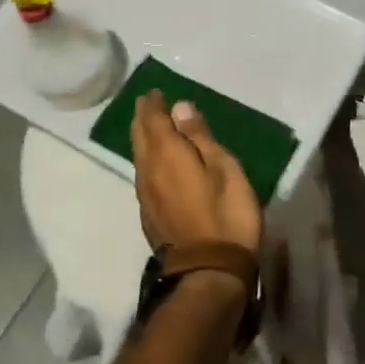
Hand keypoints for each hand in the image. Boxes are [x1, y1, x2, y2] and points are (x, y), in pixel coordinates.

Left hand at [130, 91, 262, 254]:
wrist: (209, 271)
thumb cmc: (226, 214)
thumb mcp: (223, 168)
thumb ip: (200, 137)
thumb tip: (179, 107)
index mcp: (167, 154)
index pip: (153, 120)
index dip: (153, 104)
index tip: (154, 92)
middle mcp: (148, 170)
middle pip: (139, 137)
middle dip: (142, 117)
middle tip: (148, 104)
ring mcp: (146, 195)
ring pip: (138, 156)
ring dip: (142, 138)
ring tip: (150, 127)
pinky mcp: (149, 214)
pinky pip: (143, 175)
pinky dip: (147, 159)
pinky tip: (156, 163)